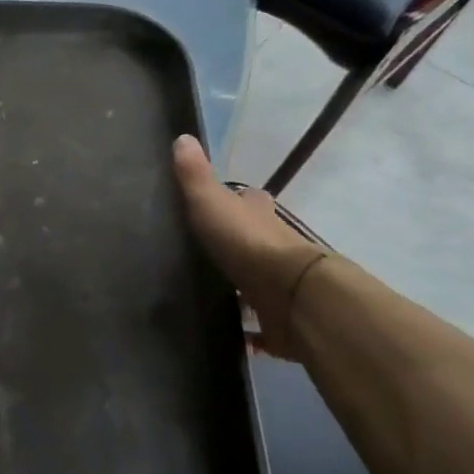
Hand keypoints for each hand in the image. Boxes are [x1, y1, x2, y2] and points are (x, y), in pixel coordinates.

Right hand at [172, 135, 329, 357]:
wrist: (291, 295)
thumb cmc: (248, 244)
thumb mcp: (211, 203)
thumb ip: (195, 176)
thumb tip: (182, 136)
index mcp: (259, 217)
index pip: (250, 202)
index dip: (238, 201)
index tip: (218, 206)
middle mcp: (275, 247)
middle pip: (256, 242)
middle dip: (238, 246)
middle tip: (205, 254)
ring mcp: (279, 286)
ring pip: (258, 284)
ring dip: (242, 289)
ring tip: (207, 296)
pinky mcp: (279, 321)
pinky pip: (261, 327)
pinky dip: (249, 332)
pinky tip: (229, 337)